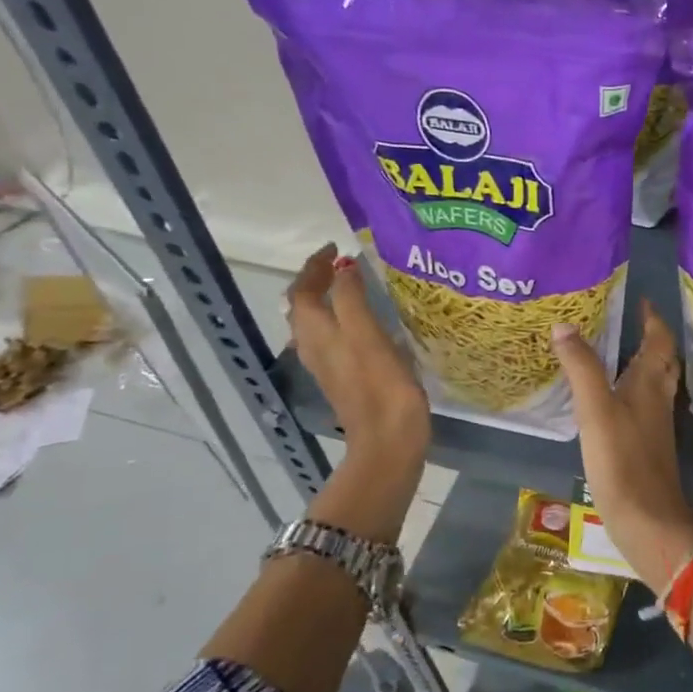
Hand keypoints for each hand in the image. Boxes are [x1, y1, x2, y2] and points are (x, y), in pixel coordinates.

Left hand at [287, 245, 429, 542]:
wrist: (388, 442)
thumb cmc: (381, 387)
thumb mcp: (368, 335)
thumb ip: (353, 299)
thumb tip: (345, 268)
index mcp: (317, 333)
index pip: (304, 290)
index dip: (316, 266)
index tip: (337, 248)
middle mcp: (315, 347)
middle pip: (305, 306)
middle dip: (318, 281)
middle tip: (345, 264)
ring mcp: (329, 366)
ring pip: (316, 324)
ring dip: (328, 300)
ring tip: (352, 286)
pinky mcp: (345, 379)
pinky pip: (333, 339)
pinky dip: (341, 320)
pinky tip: (364, 323)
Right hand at [552, 301, 692, 589]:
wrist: (647, 520)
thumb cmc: (622, 460)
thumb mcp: (595, 409)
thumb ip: (581, 367)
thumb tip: (565, 325)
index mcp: (650, 384)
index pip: (659, 341)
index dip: (652, 319)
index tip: (641, 300)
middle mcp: (658, 400)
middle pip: (662, 362)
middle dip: (650, 339)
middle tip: (628, 323)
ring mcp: (655, 426)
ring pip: (654, 385)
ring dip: (642, 365)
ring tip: (616, 354)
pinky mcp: (647, 448)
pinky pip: (643, 407)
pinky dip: (631, 393)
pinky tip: (612, 401)